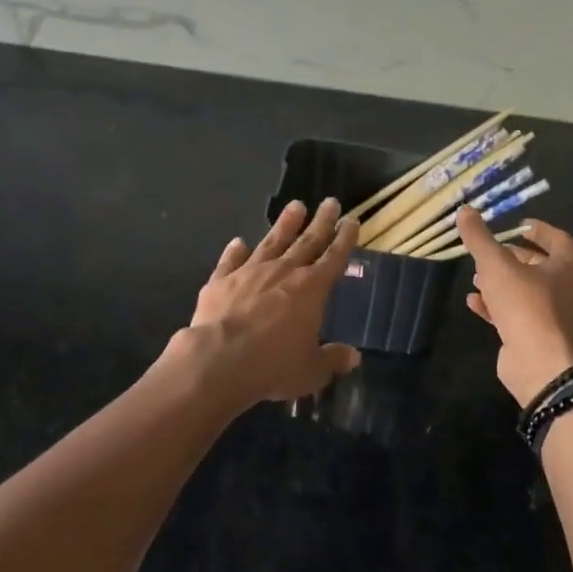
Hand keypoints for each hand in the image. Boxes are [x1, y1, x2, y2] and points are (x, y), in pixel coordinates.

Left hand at [177, 198, 362, 406]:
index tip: (351, 220)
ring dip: (285, 224)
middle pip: (307, 241)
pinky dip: (235, 251)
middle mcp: (283, 272)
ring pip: (271, 242)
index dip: (345, 239)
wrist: (219, 360)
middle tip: (330, 201)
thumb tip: (353, 356)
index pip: (334, 257)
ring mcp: (250, 272)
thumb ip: (332, 359)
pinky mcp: (221, 281)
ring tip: (295, 206)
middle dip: (321, 222)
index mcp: (312, 289)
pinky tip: (238, 242)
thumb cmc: (273, 366)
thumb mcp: (311, 370)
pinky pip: (231, 261)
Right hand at [455, 208, 572, 407]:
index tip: (516, 223)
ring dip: (500, 282)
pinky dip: (495, 306)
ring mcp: (552, 313)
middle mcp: (566, 287)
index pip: (556, 237)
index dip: (536, 229)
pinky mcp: (536, 334)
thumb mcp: (497, 265)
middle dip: (511, 257)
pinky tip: (473, 301)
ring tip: (475, 276)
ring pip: (524, 290)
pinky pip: (515, 313)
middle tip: (488, 250)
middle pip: (538, 264)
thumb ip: (479, 238)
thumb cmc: (526, 304)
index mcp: (569, 264)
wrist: (538, 362)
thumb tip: (464, 210)